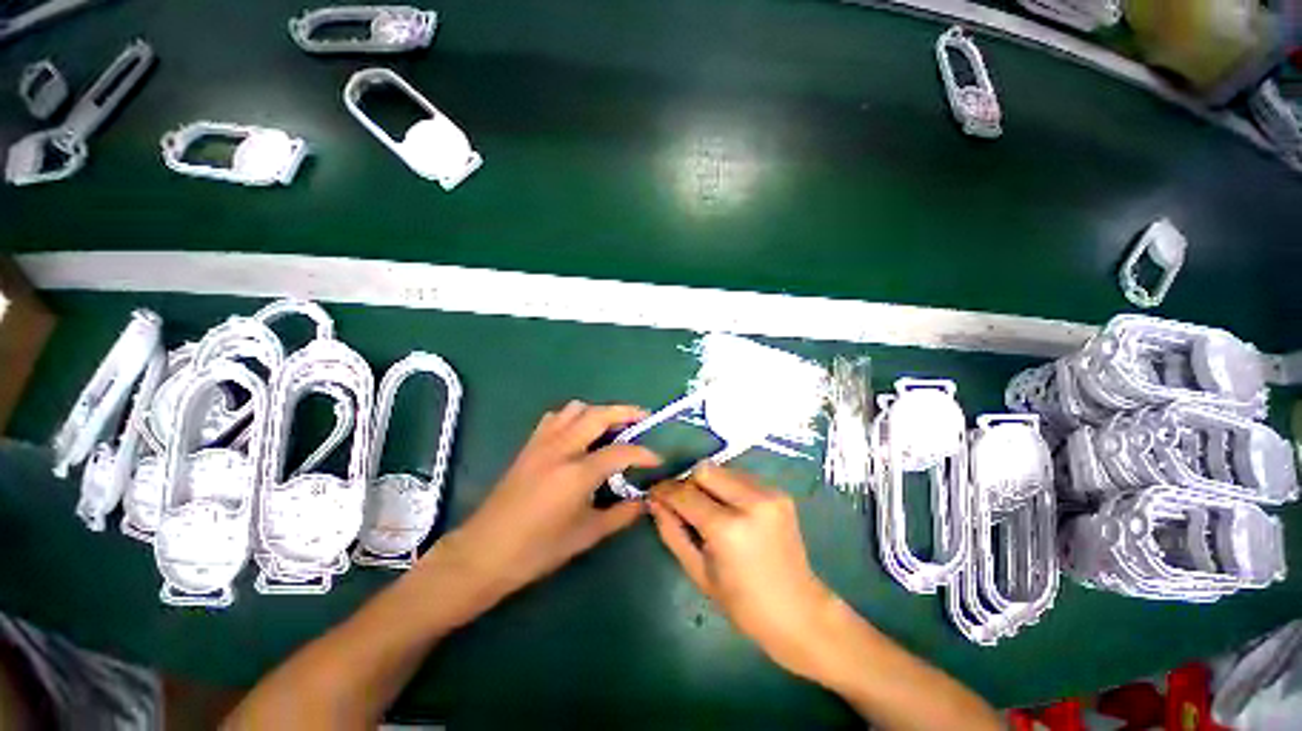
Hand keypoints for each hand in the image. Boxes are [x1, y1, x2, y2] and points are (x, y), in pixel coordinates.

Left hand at [421, 401, 660, 614]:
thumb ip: (621, 515)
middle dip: (626, 412)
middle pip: (599, 415)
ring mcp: (542, 443)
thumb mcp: (586, 536)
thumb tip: (643, 501)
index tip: (657, 459)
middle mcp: (561, 448)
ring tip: (613, 425)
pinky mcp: (529, 445)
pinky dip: (574, 416)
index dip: (643, 454)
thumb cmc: (537, 550)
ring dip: (599, 411)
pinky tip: (579, 433)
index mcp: (577, 473)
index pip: (620, 452)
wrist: (484, 553)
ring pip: (576, 409)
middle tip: (644, 417)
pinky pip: (556, 418)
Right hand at [648, 464, 839, 678]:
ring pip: (723, 469)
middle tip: (684, 505)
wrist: (800, 612)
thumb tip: (654, 502)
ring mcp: (769, 494)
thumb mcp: (698, 572)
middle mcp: (751, 502)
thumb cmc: (743, 604)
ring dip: (708, 484)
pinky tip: (730, 510)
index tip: (654, 493)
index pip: (686, 494)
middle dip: (688, 484)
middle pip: (705, 470)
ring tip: (709, 509)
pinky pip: (741, 477)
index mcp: (728, 529)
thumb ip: (672, 531)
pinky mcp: (779, 493)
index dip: (665, 491)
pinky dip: (727, 487)